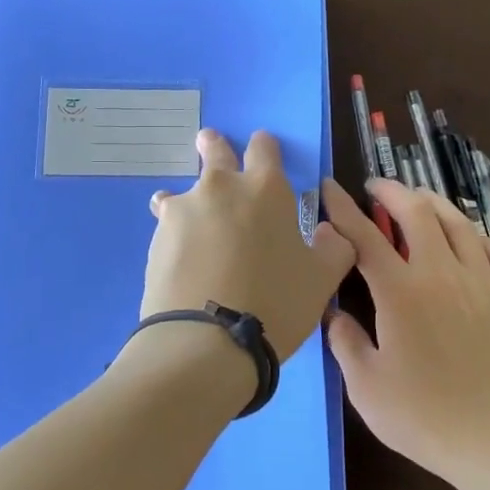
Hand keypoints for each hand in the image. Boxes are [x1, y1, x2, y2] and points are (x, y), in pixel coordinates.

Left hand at [142, 130, 356, 360]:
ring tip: (193, 223)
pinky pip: (167, 225)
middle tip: (212, 149)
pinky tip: (182, 258)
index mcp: (266, 189)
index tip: (262, 151)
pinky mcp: (156, 238)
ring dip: (189, 200)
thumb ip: (334, 248)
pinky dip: (175, 233)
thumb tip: (330, 232)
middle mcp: (221, 187)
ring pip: (182, 191)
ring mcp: (183, 210)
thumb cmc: (276, 304)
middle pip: (214, 150)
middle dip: (214, 147)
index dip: (264, 147)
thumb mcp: (322, 280)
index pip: (264, 147)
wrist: (207, 342)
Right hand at [321, 177, 489, 485]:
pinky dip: (474, 232)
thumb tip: (332, 311)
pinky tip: (467, 235)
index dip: (343, 209)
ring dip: (432, 202)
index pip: (365, 236)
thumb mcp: (367, 386)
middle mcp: (441, 272)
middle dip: (392, 191)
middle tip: (376, 188)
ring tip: (418, 199)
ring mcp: (483, 280)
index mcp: (400, 292)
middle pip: (417, 212)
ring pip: (458, 222)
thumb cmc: (425, 417)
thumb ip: (345, 341)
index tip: (330, 189)